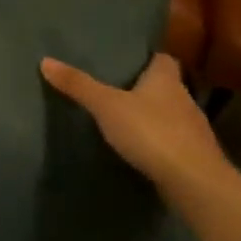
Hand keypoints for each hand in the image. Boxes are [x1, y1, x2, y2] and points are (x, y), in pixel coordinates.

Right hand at [40, 53, 230, 195]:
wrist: (194, 182)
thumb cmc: (152, 132)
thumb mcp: (106, 105)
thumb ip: (78, 85)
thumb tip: (45, 60)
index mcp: (166, 80)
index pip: (163, 58)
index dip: (148, 57)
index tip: (129, 59)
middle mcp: (184, 99)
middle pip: (166, 86)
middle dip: (145, 87)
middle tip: (116, 87)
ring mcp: (193, 130)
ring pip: (170, 114)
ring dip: (152, 116)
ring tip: (124, 118)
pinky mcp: (194, 156)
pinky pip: (173, 140)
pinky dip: (158, 141)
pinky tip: (141, 147)